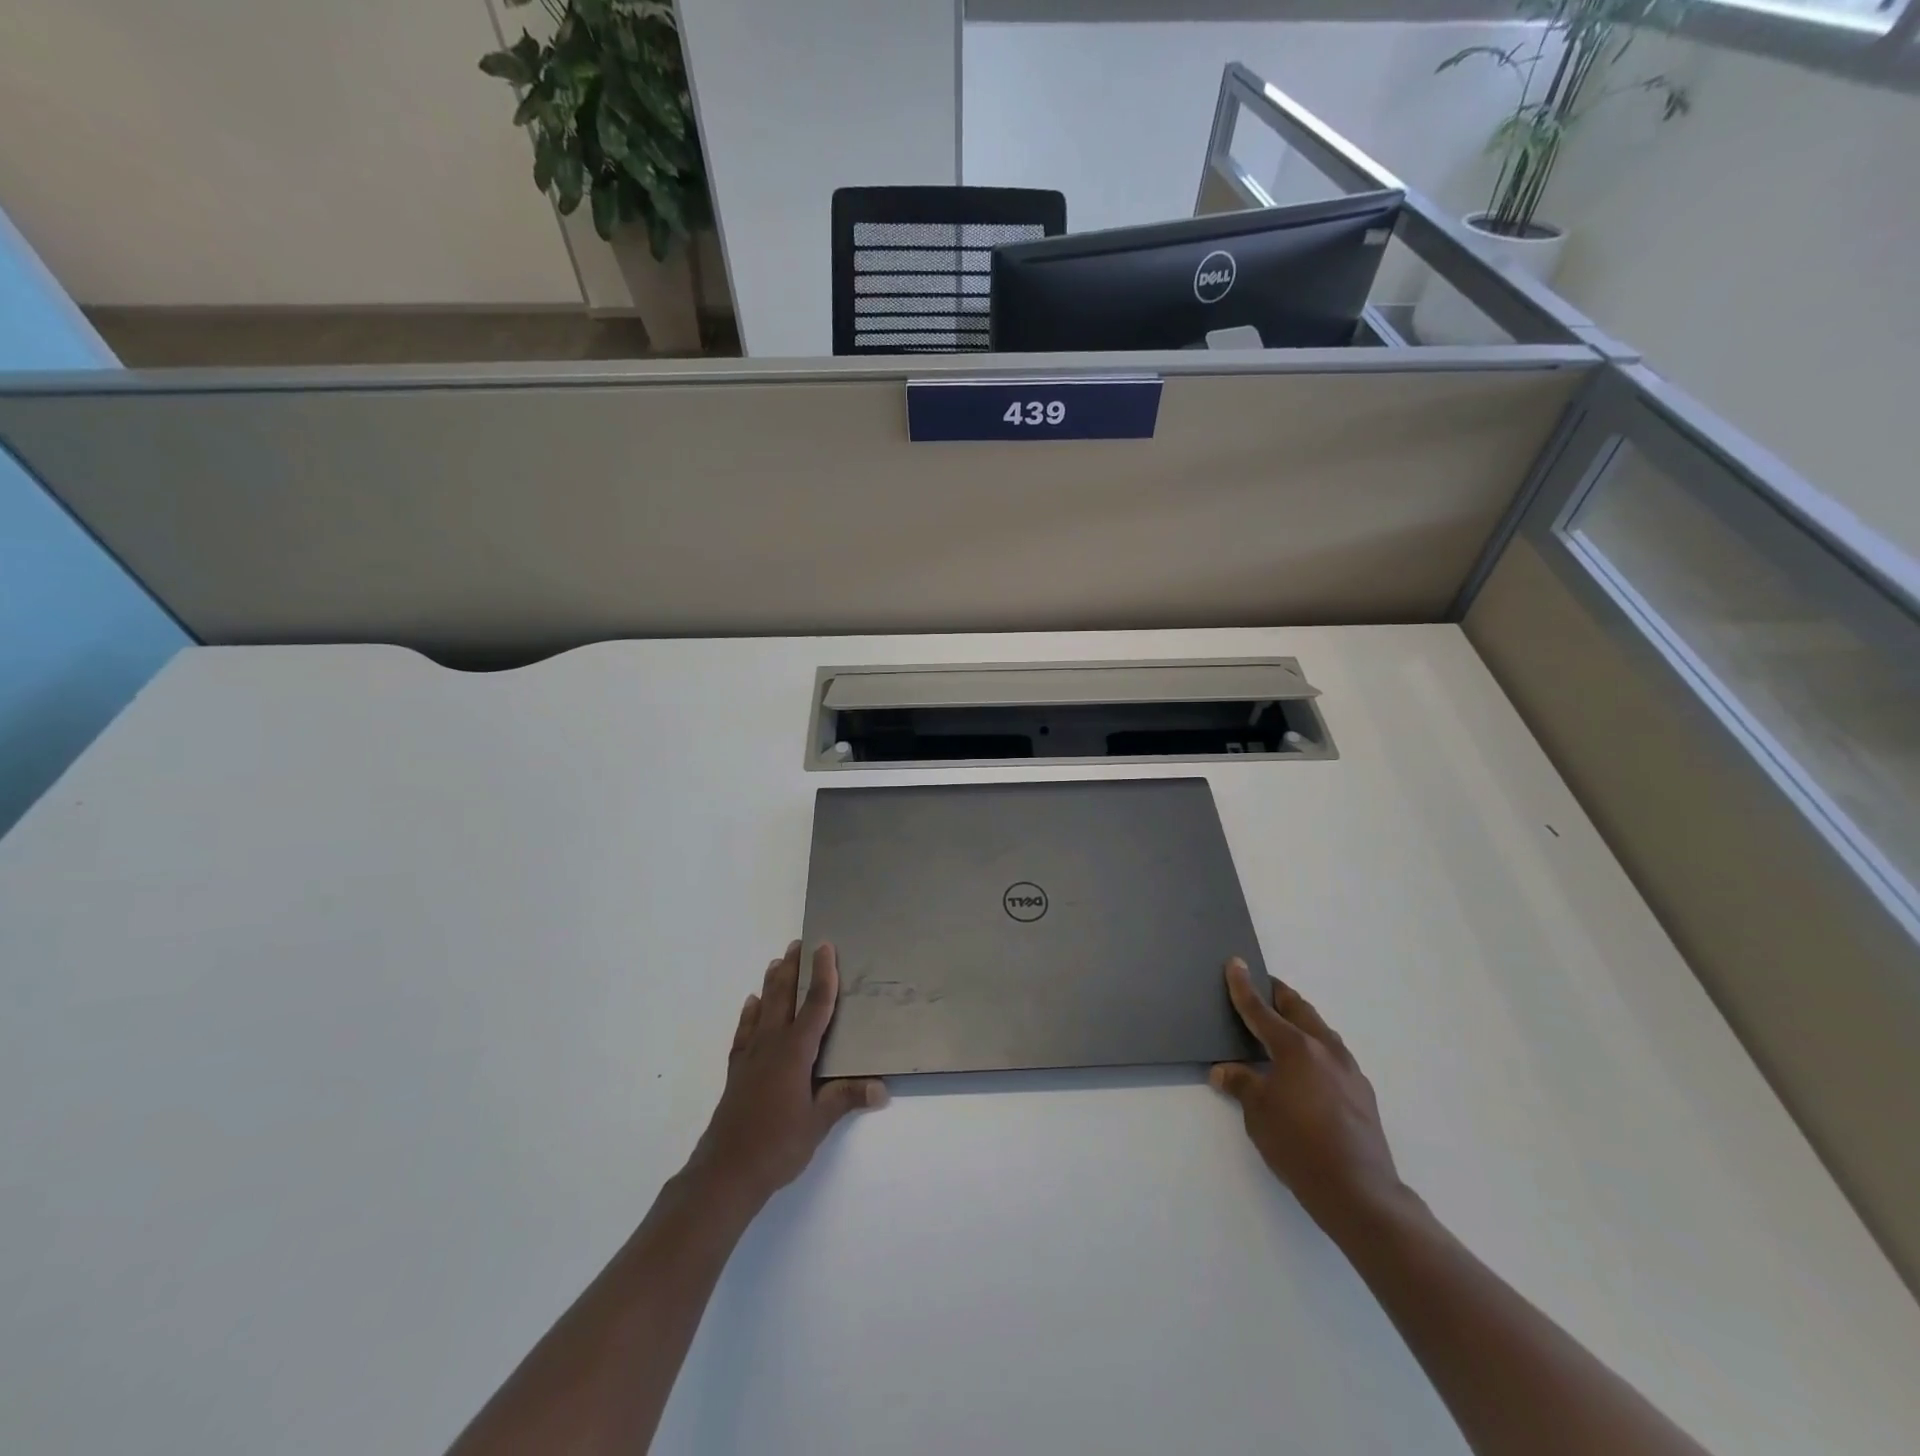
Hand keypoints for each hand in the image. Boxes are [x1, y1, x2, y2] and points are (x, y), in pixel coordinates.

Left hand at [685, 941, 887, 1211]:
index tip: (826, 946)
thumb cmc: (776, 1146)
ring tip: (778, 961)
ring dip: (772, 983)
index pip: (814, 1005)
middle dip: (794, 968)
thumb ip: (846, 1098)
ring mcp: (750, 1056)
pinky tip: (751, 1004)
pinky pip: (744, 1031)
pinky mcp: (737, 1071)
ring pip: (763, 1009)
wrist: (725, 1172)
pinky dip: (749, 1014)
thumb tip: (881, 1087)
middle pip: (784, 997)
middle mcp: (771, 1045)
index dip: (823, 975)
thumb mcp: (818, 1123)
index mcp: (794, 1052)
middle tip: (800, 943)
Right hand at [1210, 958, 1407, 1232]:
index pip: (1261, 1010)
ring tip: (1284, 1026)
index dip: (1244, 987)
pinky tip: (1308, 1069)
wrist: (1358, 1191)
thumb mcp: (1258, 1112)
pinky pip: (1334, 1056)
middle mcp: (1325, 1049)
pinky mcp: (1363, 1093)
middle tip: (1263, 986)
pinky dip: (1316, 1049)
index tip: (1236, 963)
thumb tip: (1224, 1070)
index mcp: (1296, 1047)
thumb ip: (1242, 1083)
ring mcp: (1349, 1071)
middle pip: (1299, 1010)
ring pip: (1321, 1031)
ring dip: (1300, 1021)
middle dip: (1279, 996)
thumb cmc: (1298, 1145)